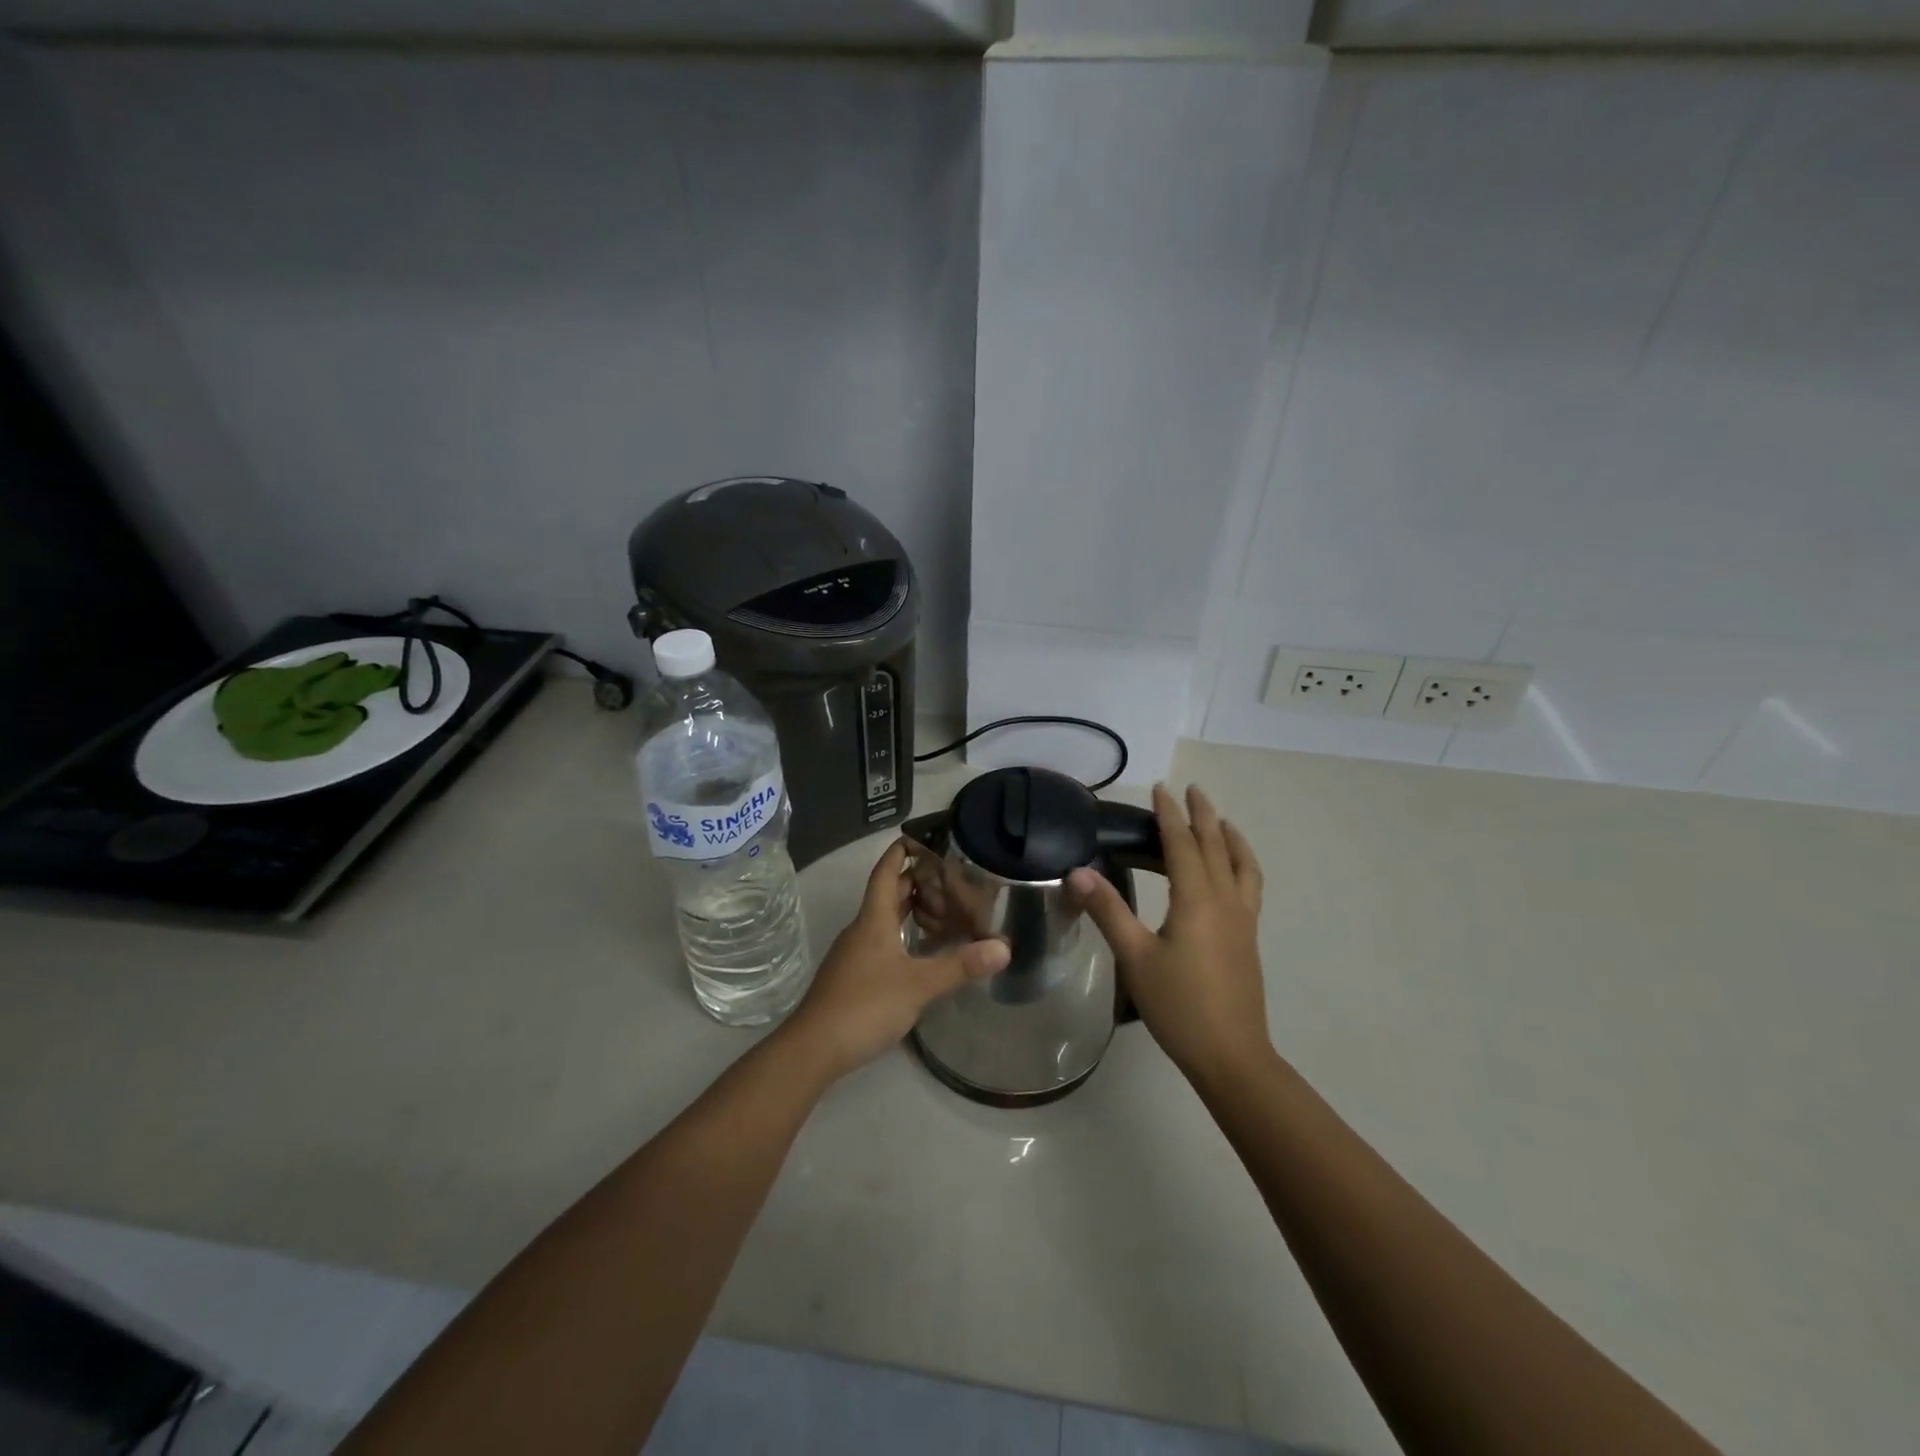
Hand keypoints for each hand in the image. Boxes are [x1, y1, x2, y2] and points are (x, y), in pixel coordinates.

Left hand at [784, 840, 1009, 1081]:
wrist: (814, 1048)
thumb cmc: (864, 1006)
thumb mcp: (918, 986)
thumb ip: (960, 966)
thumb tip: (1003, 948)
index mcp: (873, 920)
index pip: (886, 873)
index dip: (901, 852)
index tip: (923, 837)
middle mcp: (861, 930)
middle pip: (887, 894)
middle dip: (914, 880)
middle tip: (949, 873)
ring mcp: (854, 953)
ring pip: (883, 918)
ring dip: (909, 908)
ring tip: (942, 906)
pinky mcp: (854, 976)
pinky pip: (881, 941)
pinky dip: (902, 933)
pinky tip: (921, 949)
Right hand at [1069, 784, 1271, 1087]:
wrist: (1231, 1055)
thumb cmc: (1179, 1006)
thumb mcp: (1135, 958)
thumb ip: (1108, 910)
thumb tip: (1076, 872)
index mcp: (1196, 900)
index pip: (1181, 844)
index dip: (1169, 815)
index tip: (1161, 789)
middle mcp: (1225, 901)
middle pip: (1216, 846)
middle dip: (1203, 815)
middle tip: (1192, 791)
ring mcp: (1243, 920)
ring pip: (1242, 865)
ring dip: (1231, 837)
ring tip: (1222, 822)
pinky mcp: (1248, 938)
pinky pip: (1250, 885)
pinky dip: (1242, 864)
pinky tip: (1231, 874)